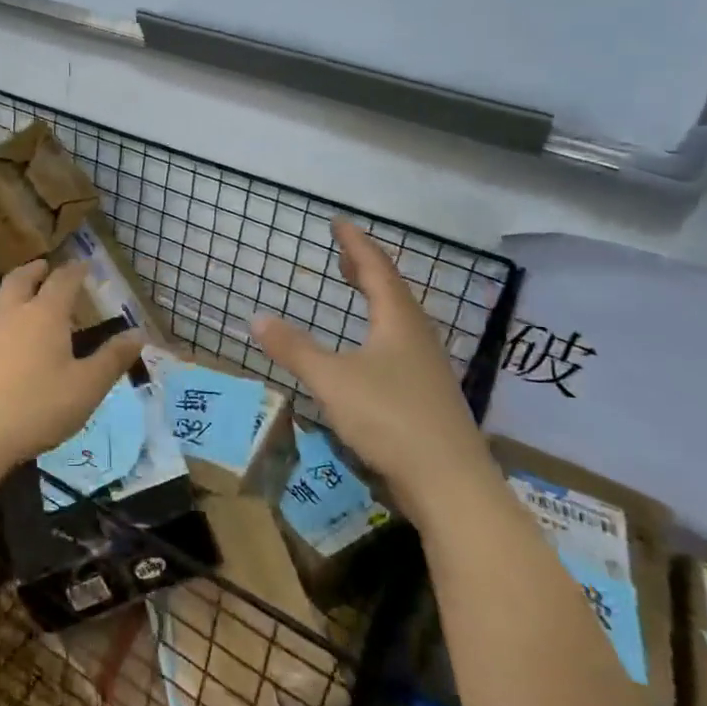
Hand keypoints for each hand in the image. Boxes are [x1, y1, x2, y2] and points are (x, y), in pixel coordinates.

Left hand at [0, 262, 145, 469]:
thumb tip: (138, 333)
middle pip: (21, 279)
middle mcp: (14, 315)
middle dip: (36, 269)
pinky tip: (10, 336)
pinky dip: (5, 315)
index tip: (84, 264)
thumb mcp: (87, 387)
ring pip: (2, 299)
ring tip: (27, 295)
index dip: (75, 270)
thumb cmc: (38, 406)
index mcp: (45, 314)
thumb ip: (112, 358)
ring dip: (16, 289)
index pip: (62, 281)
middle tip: (46, 266)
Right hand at [253, 220, 489, 513]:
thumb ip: (294, 348)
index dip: (355, 244)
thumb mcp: (331, 380)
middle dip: (366, 269)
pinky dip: (380, 331)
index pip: (376, 269)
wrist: (450, 482)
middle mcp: (418, 337)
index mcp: (398, 321)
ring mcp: (427, 368)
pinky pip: (400, 345)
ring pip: (399, 320)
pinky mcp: (428, 396)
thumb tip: (256, 318)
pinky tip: (371, 352)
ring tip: (357, 293)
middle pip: (392, 291)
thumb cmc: (389, 418)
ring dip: (376, 300)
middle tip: (345, 253)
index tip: (338, 222)